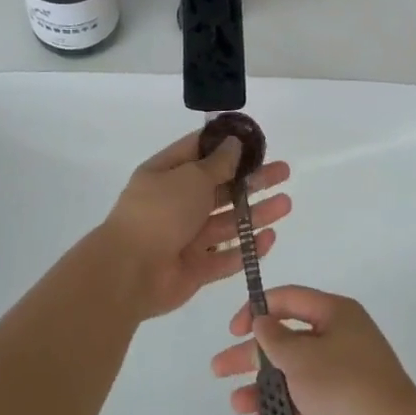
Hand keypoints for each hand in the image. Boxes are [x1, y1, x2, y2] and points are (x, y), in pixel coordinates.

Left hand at [98, 129, 291, 320]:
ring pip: (227, 222)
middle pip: (220, 188)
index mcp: (166, 174)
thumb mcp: (191, 177)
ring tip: (286, 203)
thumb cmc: (159, 212)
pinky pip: (225, 256)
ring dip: (256, 212)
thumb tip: (234, 143)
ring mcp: (185, 237)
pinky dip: (247, 248)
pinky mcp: (194, 269)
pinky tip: (271, 238)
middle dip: (252, 180)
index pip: (199, 152)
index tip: (255, 142)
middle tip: (283, 172)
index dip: (226, 145)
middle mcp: (176, 202)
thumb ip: (217, 164)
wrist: (129, 272)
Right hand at [211, 286, 415, 414]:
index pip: (290, 299)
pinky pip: (304, 405)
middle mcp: (339, 340)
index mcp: (335, 314)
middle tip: (218, 368)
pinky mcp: (341, 412)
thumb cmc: (345, 386)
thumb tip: (263, 321)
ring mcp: (341, 378)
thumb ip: (276, 339)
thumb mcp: (303, 356)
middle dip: (252, 355)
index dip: (259, 309)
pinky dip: (283, 412)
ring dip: (264, 387)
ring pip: (293, 376)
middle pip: (287, 340)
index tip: (234, 329)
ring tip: (235, 404)